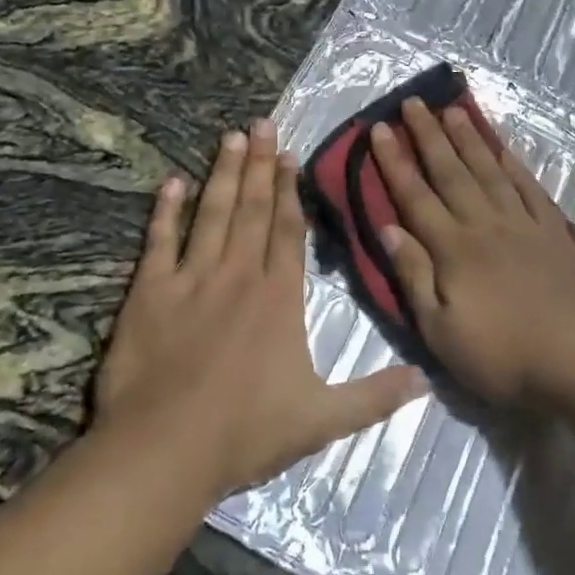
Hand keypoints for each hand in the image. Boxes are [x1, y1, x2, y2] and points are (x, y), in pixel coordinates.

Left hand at [93, 119, 429, 499]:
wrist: (164, 450)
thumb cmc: (245, 433)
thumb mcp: (322, 420)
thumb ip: (374, 396)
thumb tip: (425, 380)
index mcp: (278, 298)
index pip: (288, 231)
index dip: (291, 191)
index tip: (290, 155)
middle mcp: (238, 276)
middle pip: (253, 209)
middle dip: (259, 165)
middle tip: (262, 123)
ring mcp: (191, 280)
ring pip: (212, 214)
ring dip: (223, 174)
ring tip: (230, 137)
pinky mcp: (149, 293)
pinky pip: (159, 241)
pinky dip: (166, 211)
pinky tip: (173, 183)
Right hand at [371, 98, 574, 405]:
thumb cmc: (503, 356)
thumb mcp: (441, 331)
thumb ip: (414, 276)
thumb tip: (387, 227)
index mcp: (453, 249)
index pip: (415, 195)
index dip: (394, 161)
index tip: (379, 128)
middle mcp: (484, 224)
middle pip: (450, 171)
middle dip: (428, 135)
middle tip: (414, 101)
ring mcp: (522, 224)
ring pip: (489, 170)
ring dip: (468, 138)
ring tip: (453, 110)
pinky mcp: (553, 232)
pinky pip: (529, 188)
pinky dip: (514, 164)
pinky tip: (504, 148)